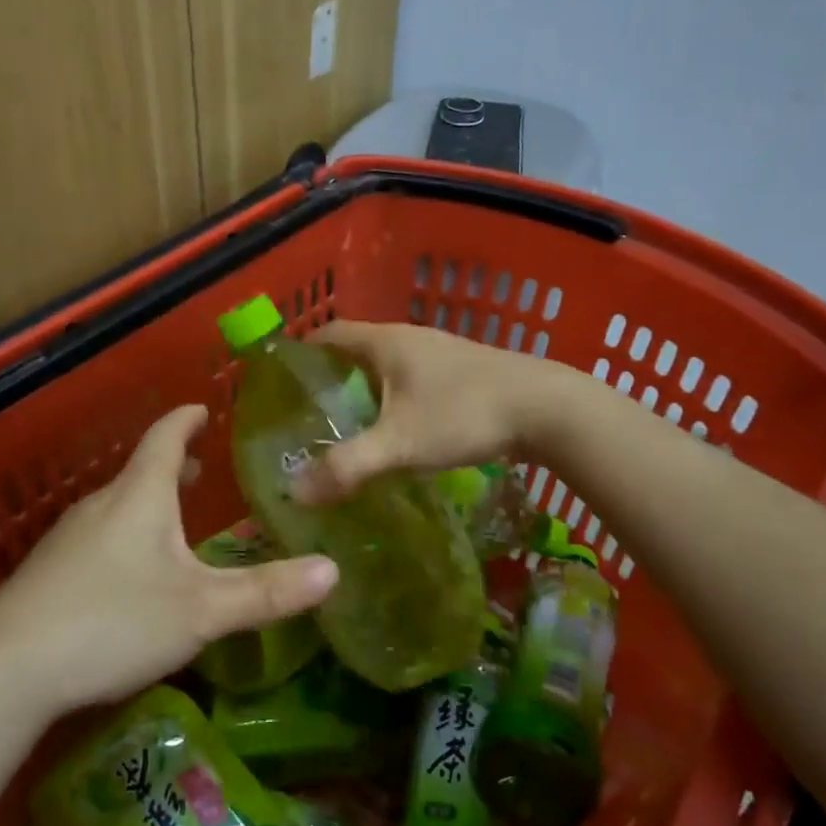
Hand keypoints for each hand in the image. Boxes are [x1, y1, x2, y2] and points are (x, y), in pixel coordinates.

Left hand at [0, 405, 337, 715]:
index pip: (165, 437)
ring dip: (148, 503)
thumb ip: (267, 593)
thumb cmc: (113, 621)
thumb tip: (333, 571)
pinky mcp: (47, 573)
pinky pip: (96, 537)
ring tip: (172, 520)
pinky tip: (129, 575)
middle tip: (199, 469)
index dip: (186, 420)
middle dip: (171, 466)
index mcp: (140, 496)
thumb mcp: (202, 610)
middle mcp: (102, 505)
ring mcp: (68, 538)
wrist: (5, 669)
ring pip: (117, 506)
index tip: (202, 409)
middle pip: (140, 471)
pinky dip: (124, 535)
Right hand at [293, 320, 567, 502]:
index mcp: (386, 342)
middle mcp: (409, 338)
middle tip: (305, 415)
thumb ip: (348, 466)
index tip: (278, 382)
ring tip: (343, 427)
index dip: (300, 352)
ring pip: (386, 366)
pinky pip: (411, 380)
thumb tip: (296, 492)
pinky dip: (392, 399)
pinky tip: (395, 430)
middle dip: (328, 378)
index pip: (328, 333)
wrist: (547, 408)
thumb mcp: (400, 443)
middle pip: (355, 350)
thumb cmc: (465, 413)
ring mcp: (439, 353)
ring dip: (363, 390)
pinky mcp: (462, 373)